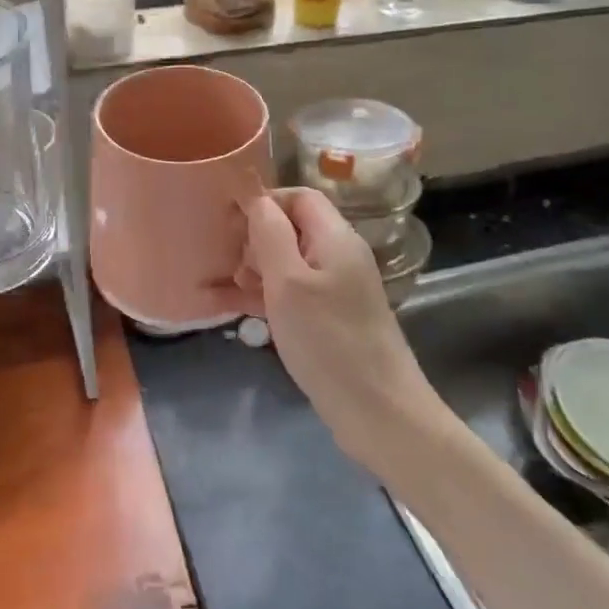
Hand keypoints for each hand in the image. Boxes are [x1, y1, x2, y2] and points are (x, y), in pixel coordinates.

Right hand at [239, 188, 440, 475]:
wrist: (379, 412)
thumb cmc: (328, 341)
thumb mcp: (289, 283)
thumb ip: (270, 234)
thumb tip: (256, 199)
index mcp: (336, 237)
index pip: (300, 196)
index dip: (265, 201)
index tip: (229, 221)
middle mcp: (341, 256)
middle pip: (295, 227)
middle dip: (258, 237)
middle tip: (229, 262)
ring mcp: (339, 289)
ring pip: (292, 261)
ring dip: (259, 268)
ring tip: (232, 289)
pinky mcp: (333, 318)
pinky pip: (296, 292)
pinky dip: (269, 294)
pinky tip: (243, 310)